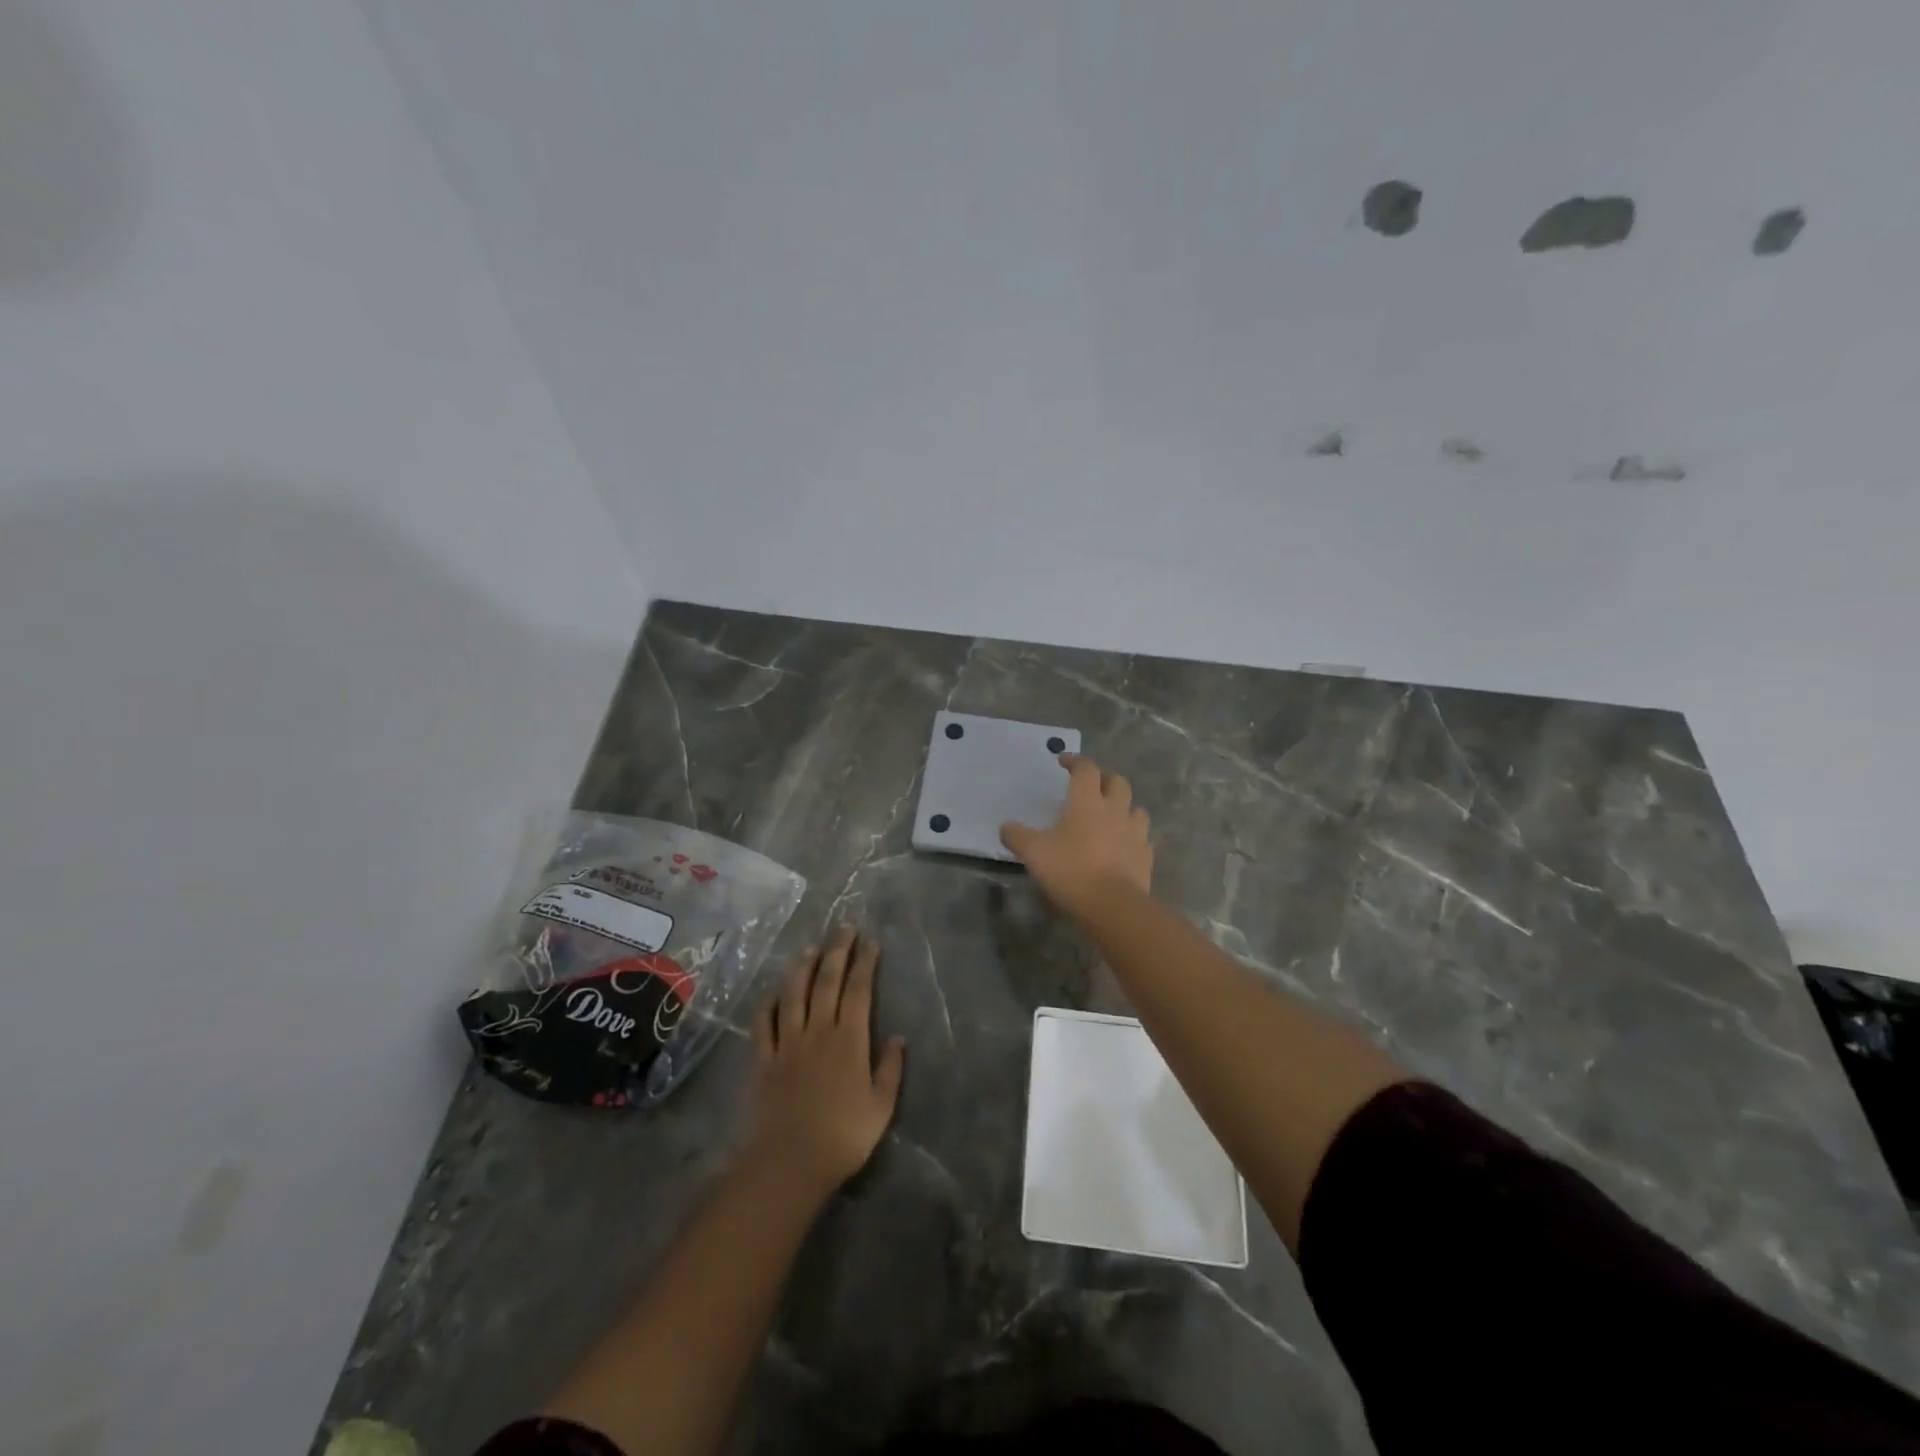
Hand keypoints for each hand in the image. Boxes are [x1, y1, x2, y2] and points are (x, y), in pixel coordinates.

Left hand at [744, 927, 905, 1200]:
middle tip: (843, 928)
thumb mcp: (881, 1107)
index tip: (871, 942)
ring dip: (802, 968)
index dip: (865, 963)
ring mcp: (788, 1043)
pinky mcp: (764, 1060)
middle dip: (837, 952)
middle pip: (827, 982)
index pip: (859, 990)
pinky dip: (768, 1004)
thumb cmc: (843, 1137)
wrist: (790, 1162)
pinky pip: (764, 1024)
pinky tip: (773, 992)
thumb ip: (890, 1070)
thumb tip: (898, 1037)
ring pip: (794, 995)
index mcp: (850, 1040)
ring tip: (810, 947)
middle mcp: (818, 1032)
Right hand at [1000, 754, 1152, 916]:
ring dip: (1124, 806)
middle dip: (1104, 778)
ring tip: (1112, 815)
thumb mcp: (1034, 853)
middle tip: (1092, 785)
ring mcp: (1135, 833)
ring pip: (1136, 808)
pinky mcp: (1146, 856)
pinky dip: (1133, 837)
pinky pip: (1143, 838)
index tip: (1064, 762)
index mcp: (1087, 802)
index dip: (1075, 761)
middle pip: (1117, 782)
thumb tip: (1005, 827)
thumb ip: (1017, 837)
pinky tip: (1124, 846)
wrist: (1113, 906)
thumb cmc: (1071, 871)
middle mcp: (1115, 810)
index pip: (1086, 769)